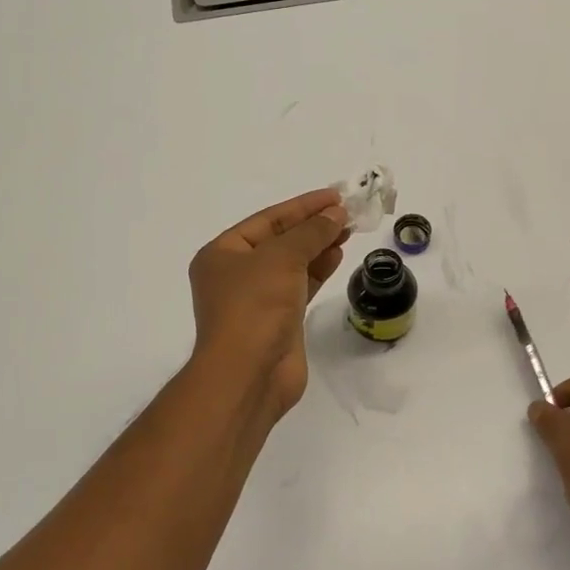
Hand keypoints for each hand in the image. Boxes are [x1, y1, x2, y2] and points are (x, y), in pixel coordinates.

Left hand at [188, 188, 350, 417]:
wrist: (249, 373)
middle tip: (347, 214)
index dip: (302, 206)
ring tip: (348, 231)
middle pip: (280, 240)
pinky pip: (300, 286)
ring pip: (292, 264)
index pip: (267, 220)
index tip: (336, 196)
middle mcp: (235, 274)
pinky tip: (337, 257)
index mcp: (222, 253)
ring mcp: (257, 300)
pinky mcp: (278, 321)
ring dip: (318, 247)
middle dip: (312, 226)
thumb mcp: (282, 258)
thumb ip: (311, 233)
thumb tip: (336, 214)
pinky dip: (318, 271)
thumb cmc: (255, 307)